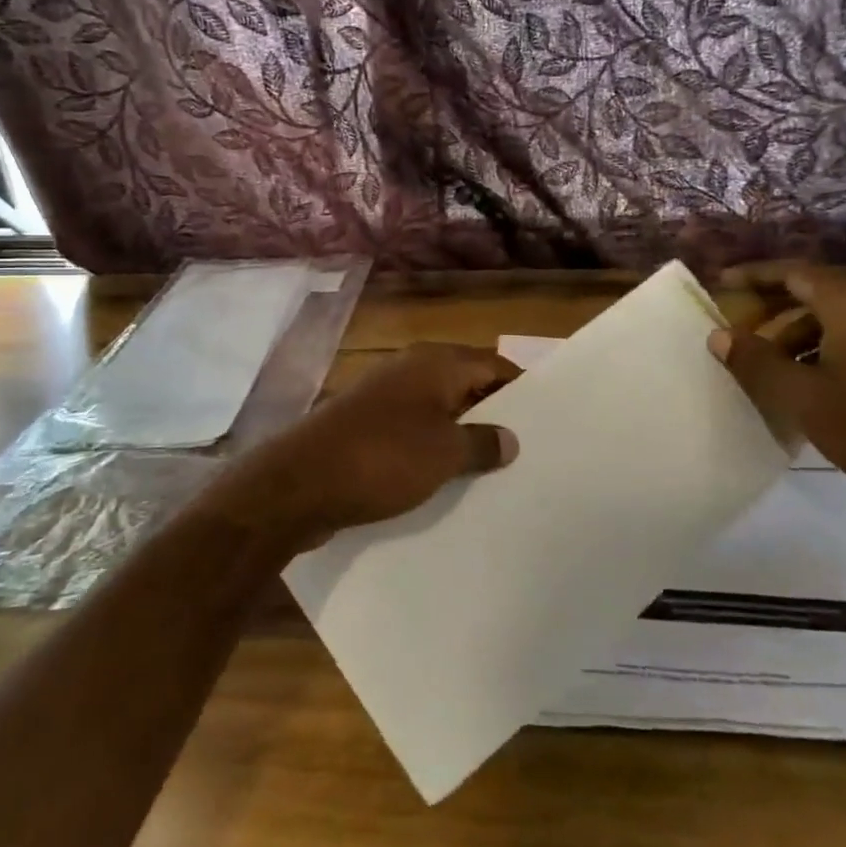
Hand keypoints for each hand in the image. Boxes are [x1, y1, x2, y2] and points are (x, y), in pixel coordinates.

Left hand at [198, 342, 520, 553]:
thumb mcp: (445, 454)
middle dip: (493, 415)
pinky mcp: (365, 427)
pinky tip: (448, 480)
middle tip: (525, 450)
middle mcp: (409, 370)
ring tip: (494, 471)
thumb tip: (510, 439)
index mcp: (434, 363)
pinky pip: (412, 432)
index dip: (520, 389)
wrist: (300, 483)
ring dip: (462, 436)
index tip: (545, 421)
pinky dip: (432, 450)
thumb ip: (483, 443)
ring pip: (437, 412)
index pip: (492, 365)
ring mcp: (383, 398)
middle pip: (465, 385)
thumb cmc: (383, 458)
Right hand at [709, 267, 845, 514]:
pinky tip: (809, 382)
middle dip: (774, 307)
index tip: (722, 283)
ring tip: (770, 365)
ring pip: (838, 318)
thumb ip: (755, 360)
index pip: (795, 272)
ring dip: (798, 333)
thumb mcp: (800, 396)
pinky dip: (825, 348)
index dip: (755, 275)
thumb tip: (719, 335)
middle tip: (740, 330)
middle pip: (817, 292)